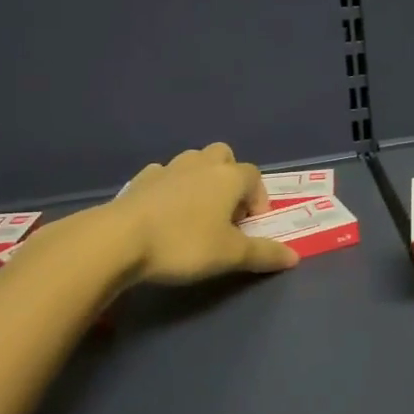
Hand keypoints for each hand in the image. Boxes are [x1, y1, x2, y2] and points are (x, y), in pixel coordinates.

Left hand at [111, 143, 298, 283]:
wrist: (119, 239)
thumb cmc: (184, 243)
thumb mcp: (230, 255)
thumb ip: (263, 254)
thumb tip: (294, 257)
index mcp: (228, 177)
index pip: (254, 176)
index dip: (258, 199)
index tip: (251, 226)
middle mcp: (201, 164)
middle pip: (224, 156)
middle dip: (230, 178)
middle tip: (226, 212)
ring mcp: (168, 169)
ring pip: (193, 162)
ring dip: (200, 180)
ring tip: (196, 213)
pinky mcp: (140, 180)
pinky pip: (164, 176)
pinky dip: (170, 188)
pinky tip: (164, 213)